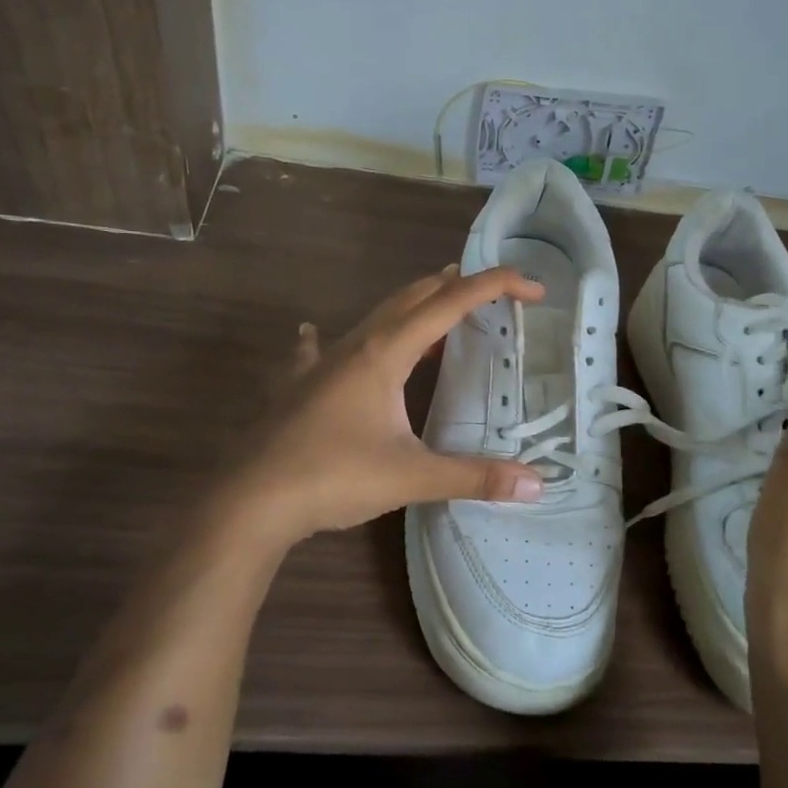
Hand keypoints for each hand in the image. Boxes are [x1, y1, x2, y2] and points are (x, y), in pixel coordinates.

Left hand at [221, 265, 547, 549]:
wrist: (250, 500)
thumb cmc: (333, 477)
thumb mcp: (411, 477)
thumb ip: (475, 476)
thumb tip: (537, 485)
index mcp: (386, 352)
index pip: (451, 303)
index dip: (495, 287)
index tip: (533, 289)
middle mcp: (356, 345)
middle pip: (413, 296)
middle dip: (456, 287)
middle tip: (493, 295)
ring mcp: (322, 362)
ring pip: (376, 317)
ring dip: (413, 308)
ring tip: (439, 310)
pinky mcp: (300, 384)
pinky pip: (322, 348)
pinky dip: (335, 339)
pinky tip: (314, 336)